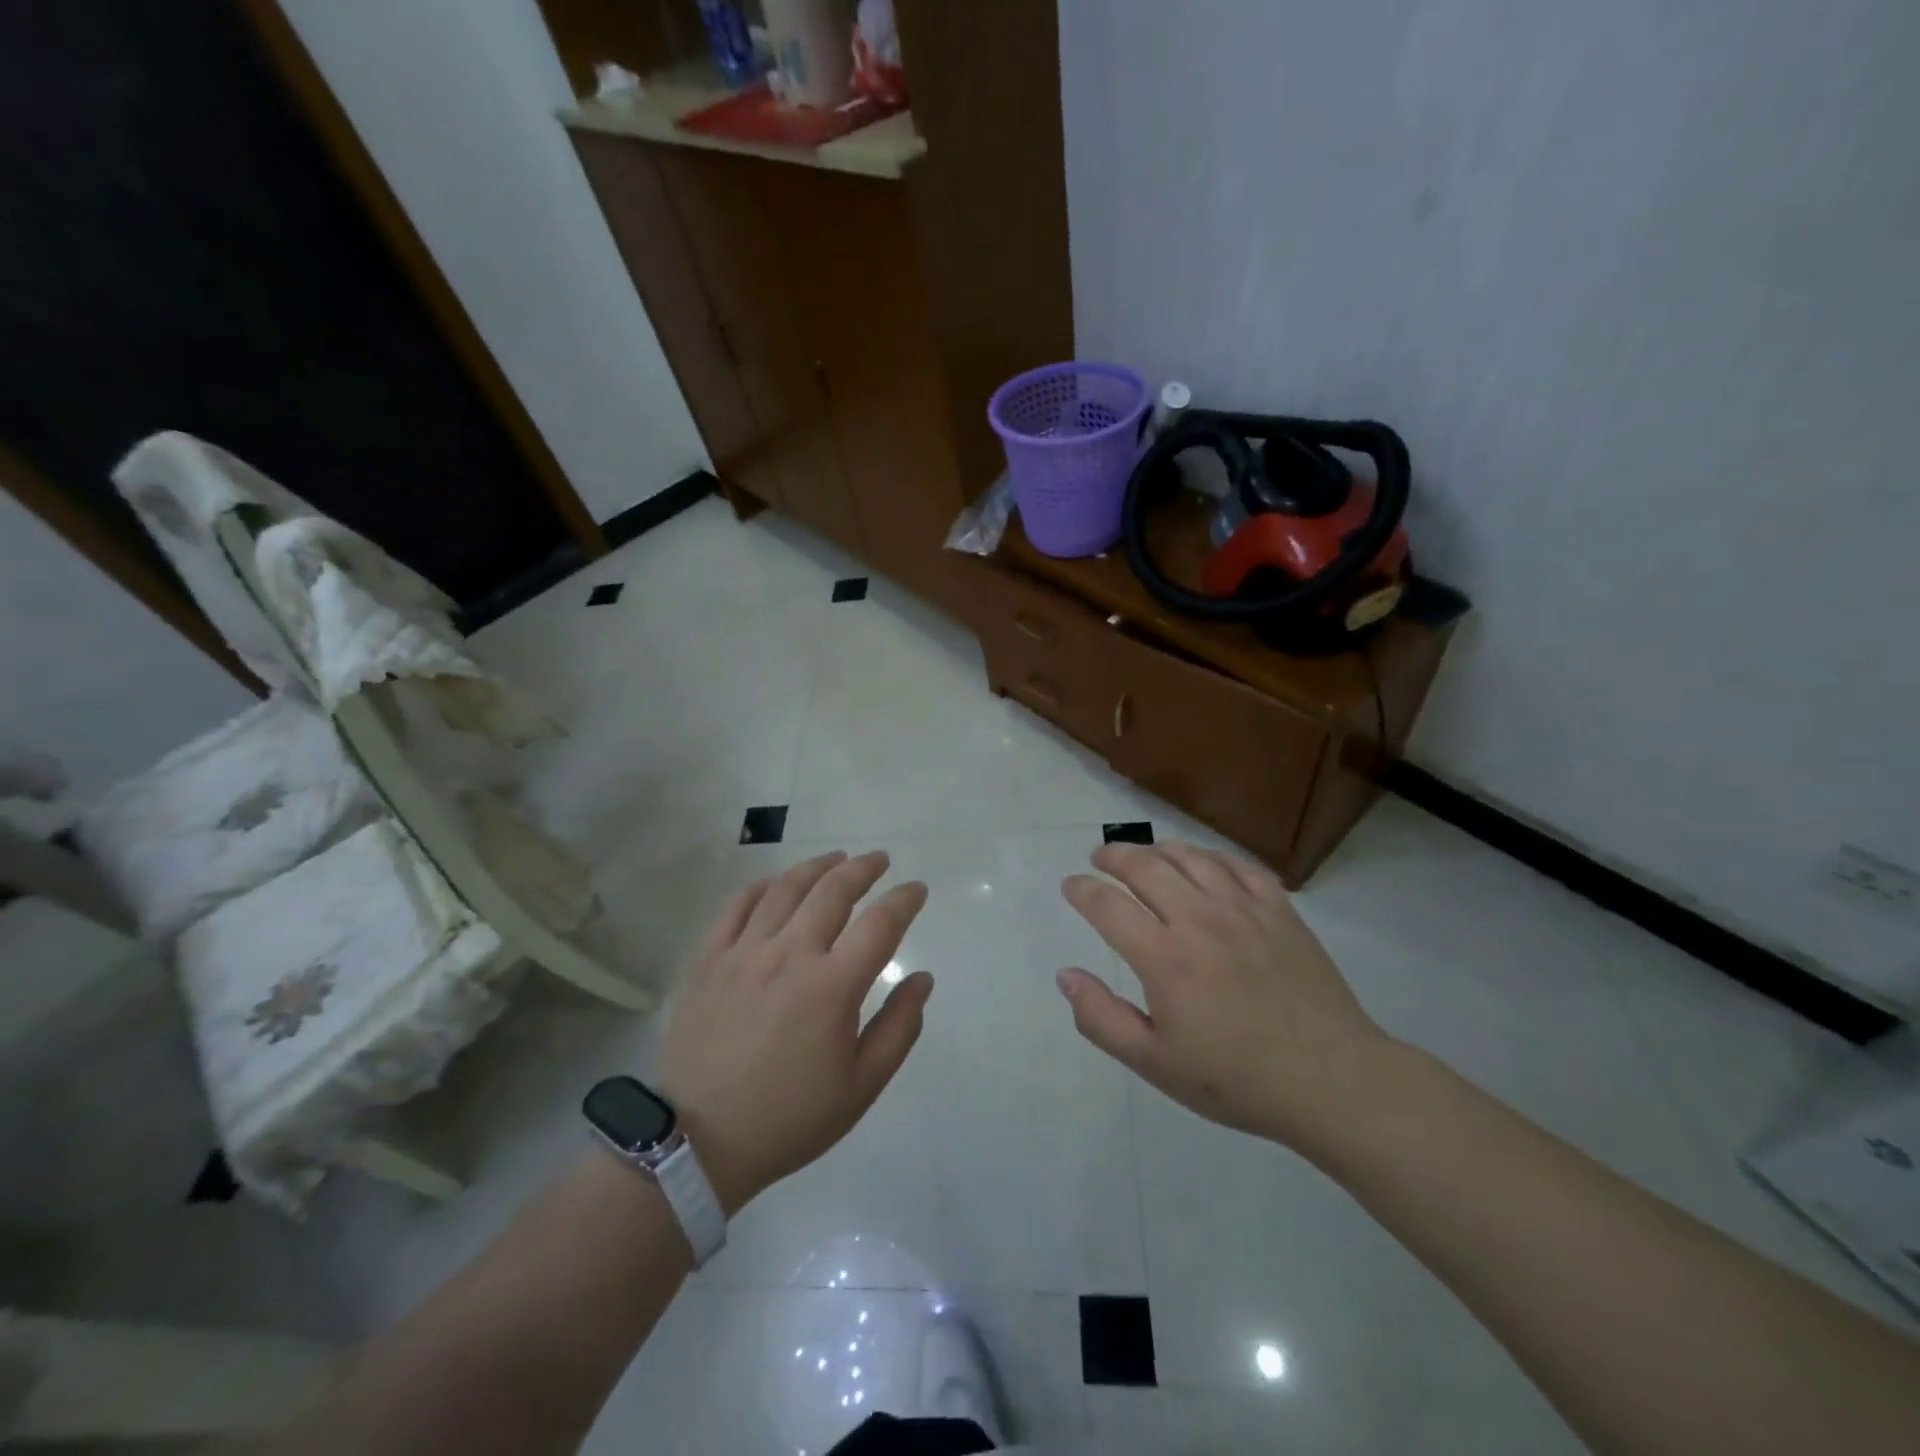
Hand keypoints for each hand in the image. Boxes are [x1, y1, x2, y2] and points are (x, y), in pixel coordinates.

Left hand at [654, 851, 932, 1214]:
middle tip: (879, 861)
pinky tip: (777, 882)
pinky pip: (737, 905)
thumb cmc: (789, 1118)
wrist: (698, 1141)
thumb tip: (923, 979)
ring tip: (836, 859)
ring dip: (817, 866)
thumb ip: (899, 1028)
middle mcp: (790, 954)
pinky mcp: (708, 959)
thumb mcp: (860, 1086)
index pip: (880, 924)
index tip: (916, 889)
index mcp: (832, 986)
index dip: (904, 900)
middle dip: (863, 869)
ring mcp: (744, 952)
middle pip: (833, 891)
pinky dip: (762, 885)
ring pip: (786, 888)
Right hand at [1057, 841, 1392, 1153]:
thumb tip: (1065, 976)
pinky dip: (1211, 857)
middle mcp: (1200, 920)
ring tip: (1146, 854)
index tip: (1071, 885)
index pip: (1107, 905)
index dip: (1081, 890)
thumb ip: (1102, 1019)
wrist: (1332, 1081)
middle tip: (1100, 857)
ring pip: (1190, 857)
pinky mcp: (1280, 910)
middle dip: (1113, 855)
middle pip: (1145, 866)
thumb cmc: (1236, 1079)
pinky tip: (1204, 864)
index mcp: (1164, 958)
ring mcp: (1244, 910)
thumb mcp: (1155, 1064)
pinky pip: (1239, 865)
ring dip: (1158, 849)